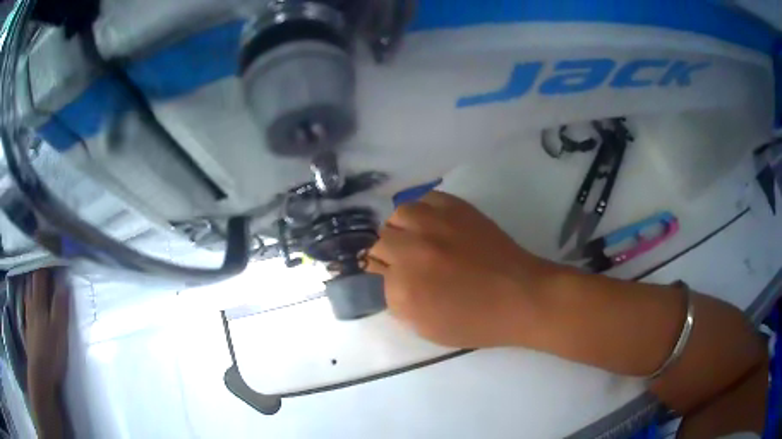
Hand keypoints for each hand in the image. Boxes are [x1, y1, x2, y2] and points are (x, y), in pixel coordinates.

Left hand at [24, 269, 69, 395]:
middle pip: (32, 283)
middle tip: (45, 270)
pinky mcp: (28, 329)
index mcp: (39, 302)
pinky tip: (31, 306)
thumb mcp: (59, 332)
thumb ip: (60, 307)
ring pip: (28, 294)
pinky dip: (29, 301)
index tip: (52, 259)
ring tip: (37, 284)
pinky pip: (27, 308)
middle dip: (37, 274)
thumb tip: (64, 284)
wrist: (40, 373)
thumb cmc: (50, 352)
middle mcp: (31, 304)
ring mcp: (28, 317)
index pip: (40, 276)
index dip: (45, 265)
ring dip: (32, 286)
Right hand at [368, 191, 558, 347]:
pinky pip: (424, 199)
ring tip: (415, 239)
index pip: (373, 273)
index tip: (392, 281)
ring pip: (397, 216)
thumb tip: (387, 281)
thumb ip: (398, 305)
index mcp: (404, 288)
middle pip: (380, 242)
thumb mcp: (427, 329)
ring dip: (401, 229)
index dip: (382, 278)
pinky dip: (422, 211)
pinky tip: (431, 224)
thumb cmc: (476, 322)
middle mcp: (413, 251)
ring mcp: (435, 225)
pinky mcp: (456, 208)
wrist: (521, 297)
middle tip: (405, 263)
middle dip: (387, 255)